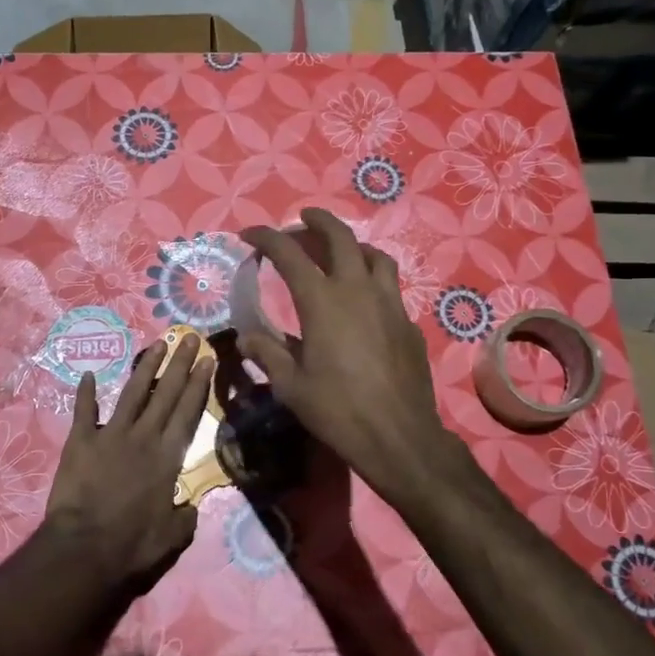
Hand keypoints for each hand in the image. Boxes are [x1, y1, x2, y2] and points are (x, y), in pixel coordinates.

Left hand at [37, 332, 213, 590]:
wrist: (84, 548)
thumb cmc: (132, 545)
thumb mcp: (172, 537)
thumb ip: (185, 517)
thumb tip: (190, 507)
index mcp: (167, 457)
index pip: (188, 412)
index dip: (199, 384)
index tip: (207, 359)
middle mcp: (143, 437)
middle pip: (166, 393)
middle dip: (180, 363)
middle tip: (189, 337)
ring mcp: (110, 435)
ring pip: (132, 393)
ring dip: (146, 367)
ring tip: (157, 344)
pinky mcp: (80, 442)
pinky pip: (84, 412)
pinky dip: (86, 393)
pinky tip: (89, 375)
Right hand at [237, 209, 463, 502]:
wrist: (399, 436)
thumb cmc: (337, 410)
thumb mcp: (290, 385)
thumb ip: (267, 353)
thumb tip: (246, 337)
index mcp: (322, 301)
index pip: (290, 254)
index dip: (267, 238)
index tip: (249, 234)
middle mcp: (358, 290)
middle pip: (341, 237)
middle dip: (318, 220)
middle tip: (303, 219)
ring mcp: (389, 304)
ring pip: (375, 256)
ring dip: (353, 245)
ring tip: (340, 252)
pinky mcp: (408, 323)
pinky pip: (390, 287)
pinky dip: (372, 280)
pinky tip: (364, 301)